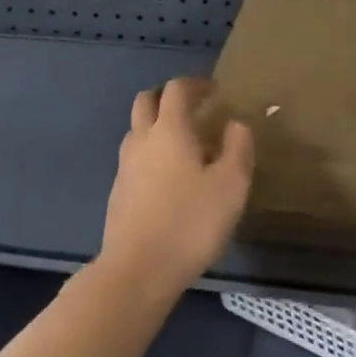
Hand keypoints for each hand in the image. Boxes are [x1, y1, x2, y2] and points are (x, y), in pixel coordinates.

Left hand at [101, 77, 253, 299]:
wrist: (137, 272)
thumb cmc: (190, 222)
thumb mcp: (231, 185)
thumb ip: (238, 148)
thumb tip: (235, 124)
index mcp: (170, 129)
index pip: (176, 89)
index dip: (196, 84)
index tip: (214, 91)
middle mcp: (142, 140)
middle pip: (146, 101)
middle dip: (168, 98)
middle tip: (192, 109)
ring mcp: (125, 167)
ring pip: (137, 131)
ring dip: (157, 127)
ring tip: (184, 146)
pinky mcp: (117, 194)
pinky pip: (134, 160)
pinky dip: (151, 155)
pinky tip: (169, 180)